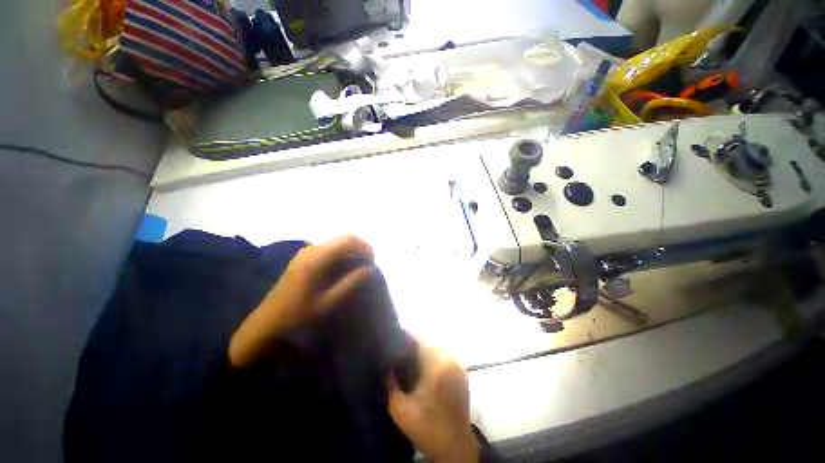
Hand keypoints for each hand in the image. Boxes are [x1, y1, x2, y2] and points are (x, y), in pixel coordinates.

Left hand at [229, 235, 373, 367]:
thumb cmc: (296, 317)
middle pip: (344, 238)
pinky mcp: (302, 259)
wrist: (264, 326)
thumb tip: (371, 269)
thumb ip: (350, 283)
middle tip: (367, 267)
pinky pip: (328, 250)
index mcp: (317, 258)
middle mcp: (311, 249)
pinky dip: (341, 256)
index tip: (372, 263)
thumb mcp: (327, 303)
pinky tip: (341, 272)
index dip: (366, 247)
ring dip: (351, 252)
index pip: (350, 240)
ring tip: (357, 271)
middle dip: (360, 249)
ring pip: (336, 243)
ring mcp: (305, 253)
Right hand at [388, 342, 479, 462]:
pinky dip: (433, 356)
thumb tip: (385, 364)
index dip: (404, 338)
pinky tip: (425, 369)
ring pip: (436, 346)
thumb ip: (390, 383)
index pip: (418, 336)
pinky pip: (444, 354)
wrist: (455, 446)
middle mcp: (449, 357)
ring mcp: (457, 363)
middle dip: (413, 344)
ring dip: (423, 350)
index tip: (394, 344)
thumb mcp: (400, 409)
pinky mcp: (461, 370)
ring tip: (411, 360)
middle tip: (401, 354)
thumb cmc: (427, 426)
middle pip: (428, 339)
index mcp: (436, 362)